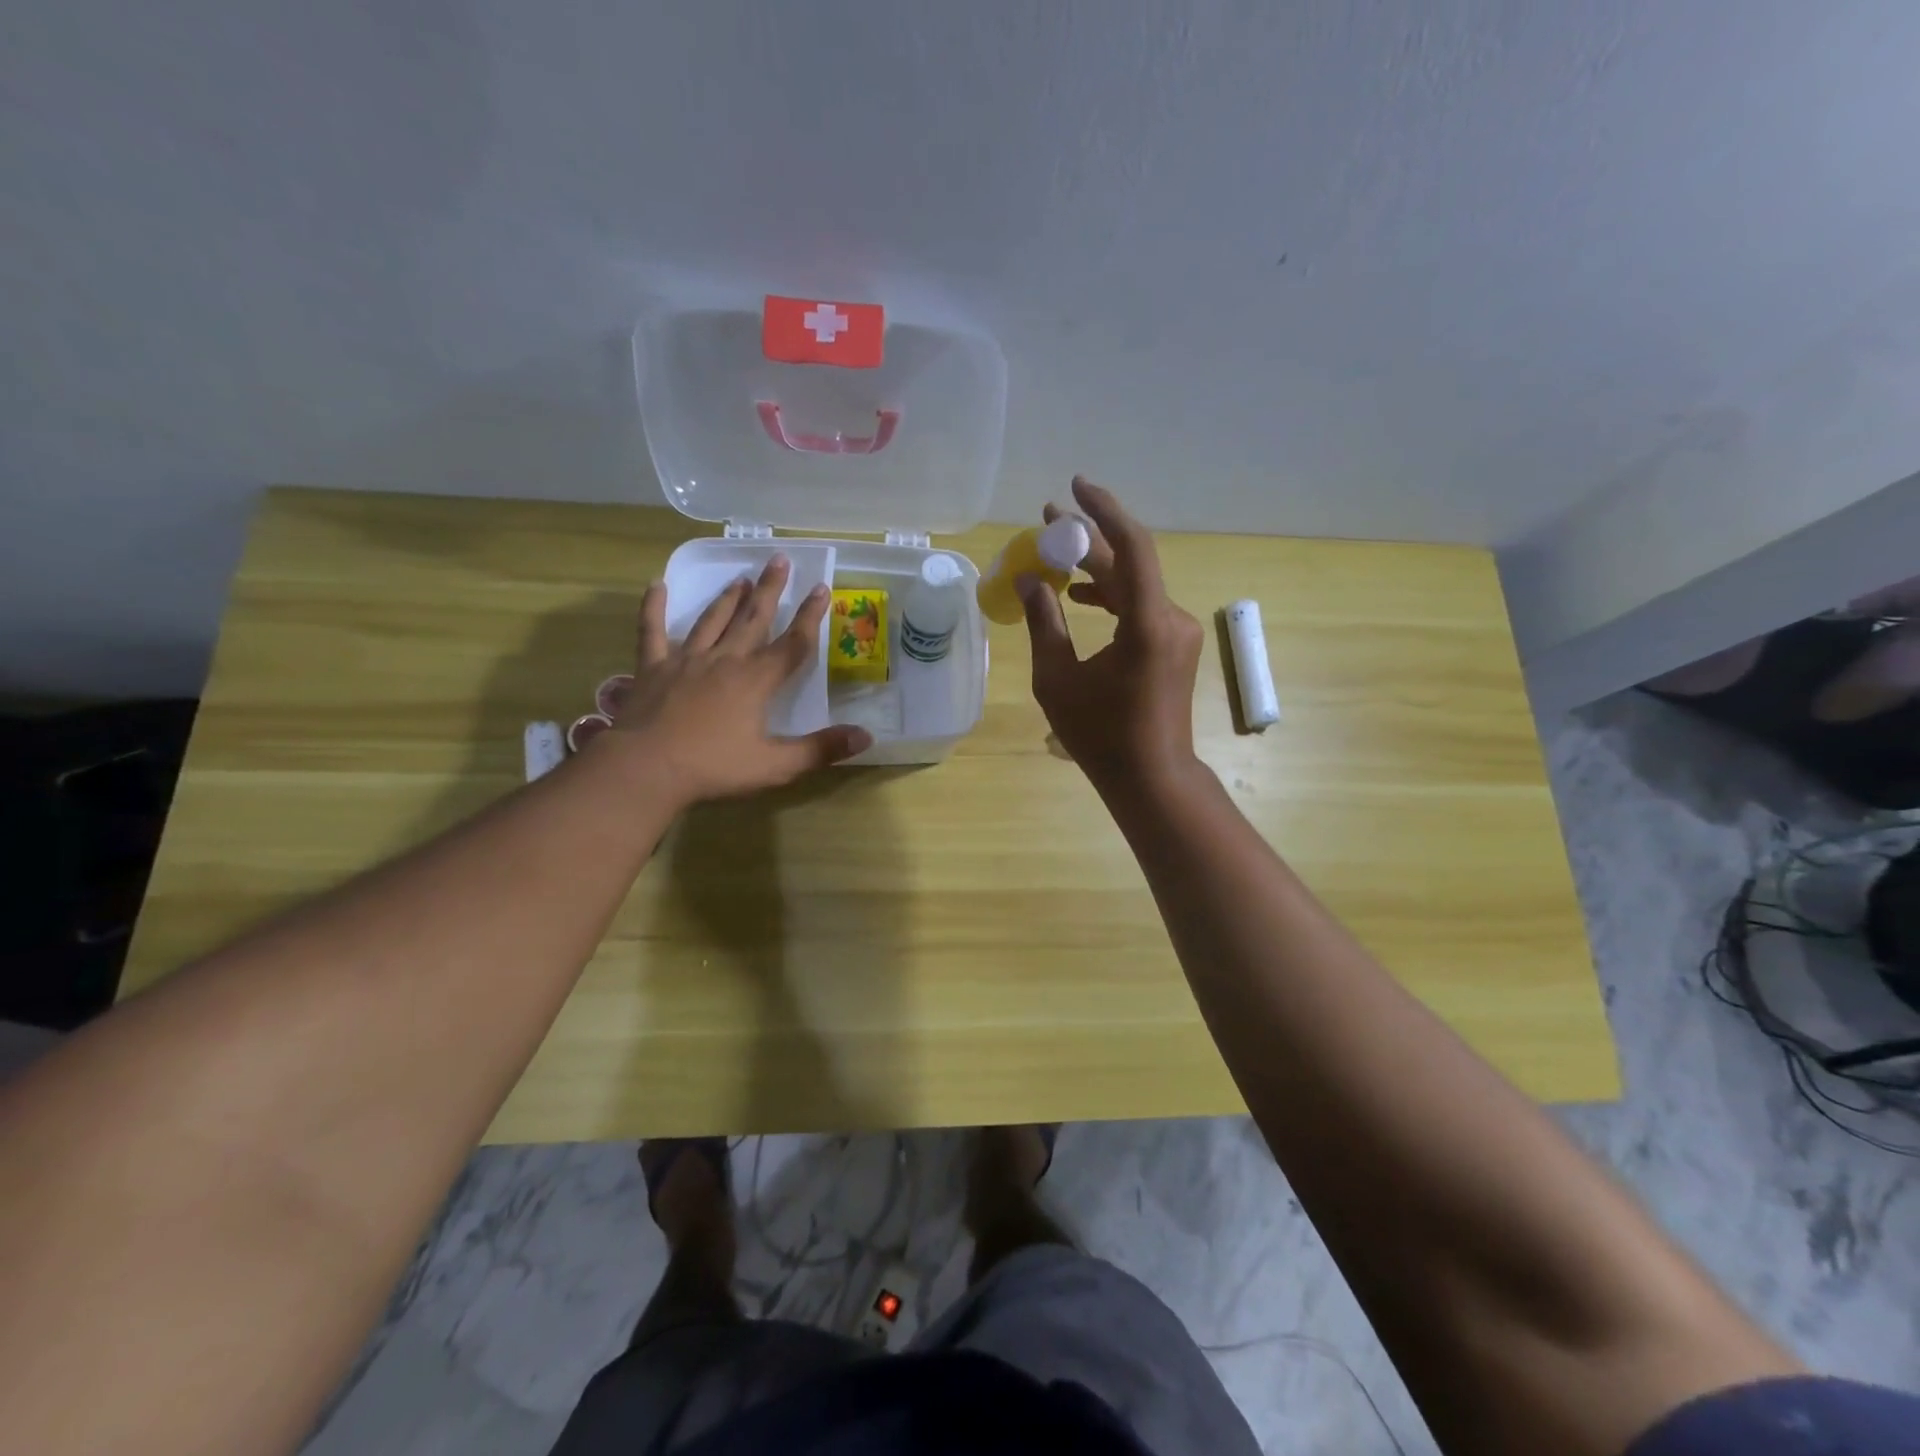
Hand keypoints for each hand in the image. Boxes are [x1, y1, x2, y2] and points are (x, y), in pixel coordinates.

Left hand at [598, 556, 871, 806]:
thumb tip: (866, 736)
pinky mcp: (652, 668)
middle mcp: (725, 660)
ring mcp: (686, 660)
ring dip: (728, 598)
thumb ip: (821, 749)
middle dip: (770, 590)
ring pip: (711, 620)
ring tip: (741, 578)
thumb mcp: (776, 765)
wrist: (646, 769)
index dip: (811, 616)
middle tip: (779, 560)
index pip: (793, 643)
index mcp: (756, 680)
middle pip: (753, 619)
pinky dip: (654, 607)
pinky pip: (652, 631)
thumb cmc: (714, 767)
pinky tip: (657, 584)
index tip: (822, 588)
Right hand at [1020, 477, 1203, 793]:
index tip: (1074, 486)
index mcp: (1146, 625)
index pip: (1132, 548)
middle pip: (1128, 564)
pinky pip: (1140, 605)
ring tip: (1056, 555)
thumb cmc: (1100, 736)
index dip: (1103, 511)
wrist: (1151, 776)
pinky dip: (1110, 595)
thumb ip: (1044, 623)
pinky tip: (1079, 596)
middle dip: (1088, 539)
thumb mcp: (1057, 680)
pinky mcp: (1173, 644)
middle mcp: (1170, 618)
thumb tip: (1029, 580)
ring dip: (1097, 568)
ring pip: (1134, 584)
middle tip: (1048, 519)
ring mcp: (1177, 631)